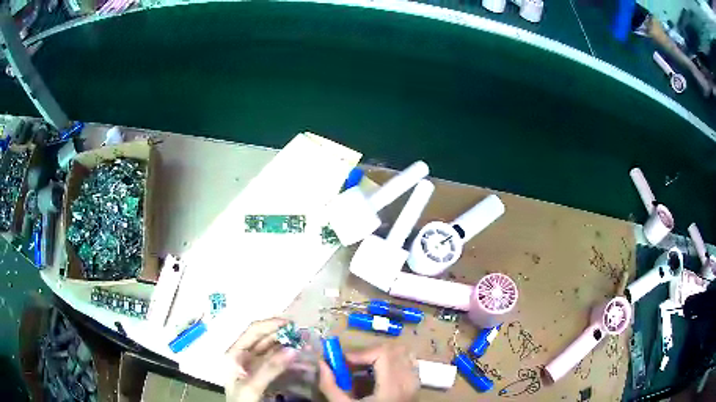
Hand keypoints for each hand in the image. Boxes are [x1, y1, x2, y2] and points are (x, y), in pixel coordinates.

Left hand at [225, 318, 298, 401]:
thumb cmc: (240, 400)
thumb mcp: (252, 386)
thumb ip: (269, 368)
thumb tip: (292, 349)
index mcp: (234, 353)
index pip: (253, 331)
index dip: (271, 324)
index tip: (292, 324)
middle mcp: (243, 356)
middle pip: (264, 339)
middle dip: (283, 335)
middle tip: (304, 335)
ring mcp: (254, 366)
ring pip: (272, 350)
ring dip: (288, 347)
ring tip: (306, 347)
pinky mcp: (263, 375)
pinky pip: (277, 363)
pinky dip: (289, 361)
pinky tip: (301, 361)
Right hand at [318, 344, 419, 401]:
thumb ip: (330, 386)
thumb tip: (321, 363)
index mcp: (394, 386)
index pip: (382, 354)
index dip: (360, 353)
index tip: (341, 362)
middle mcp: (409, 380)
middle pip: (392, 350)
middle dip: (367, 353)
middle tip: (349, 364)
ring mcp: (415, 382)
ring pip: (401, 354)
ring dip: (380, 356)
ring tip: (361, 368)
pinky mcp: (415, 385)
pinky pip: (407, 363)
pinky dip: (391, 362)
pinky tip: (377, 374)